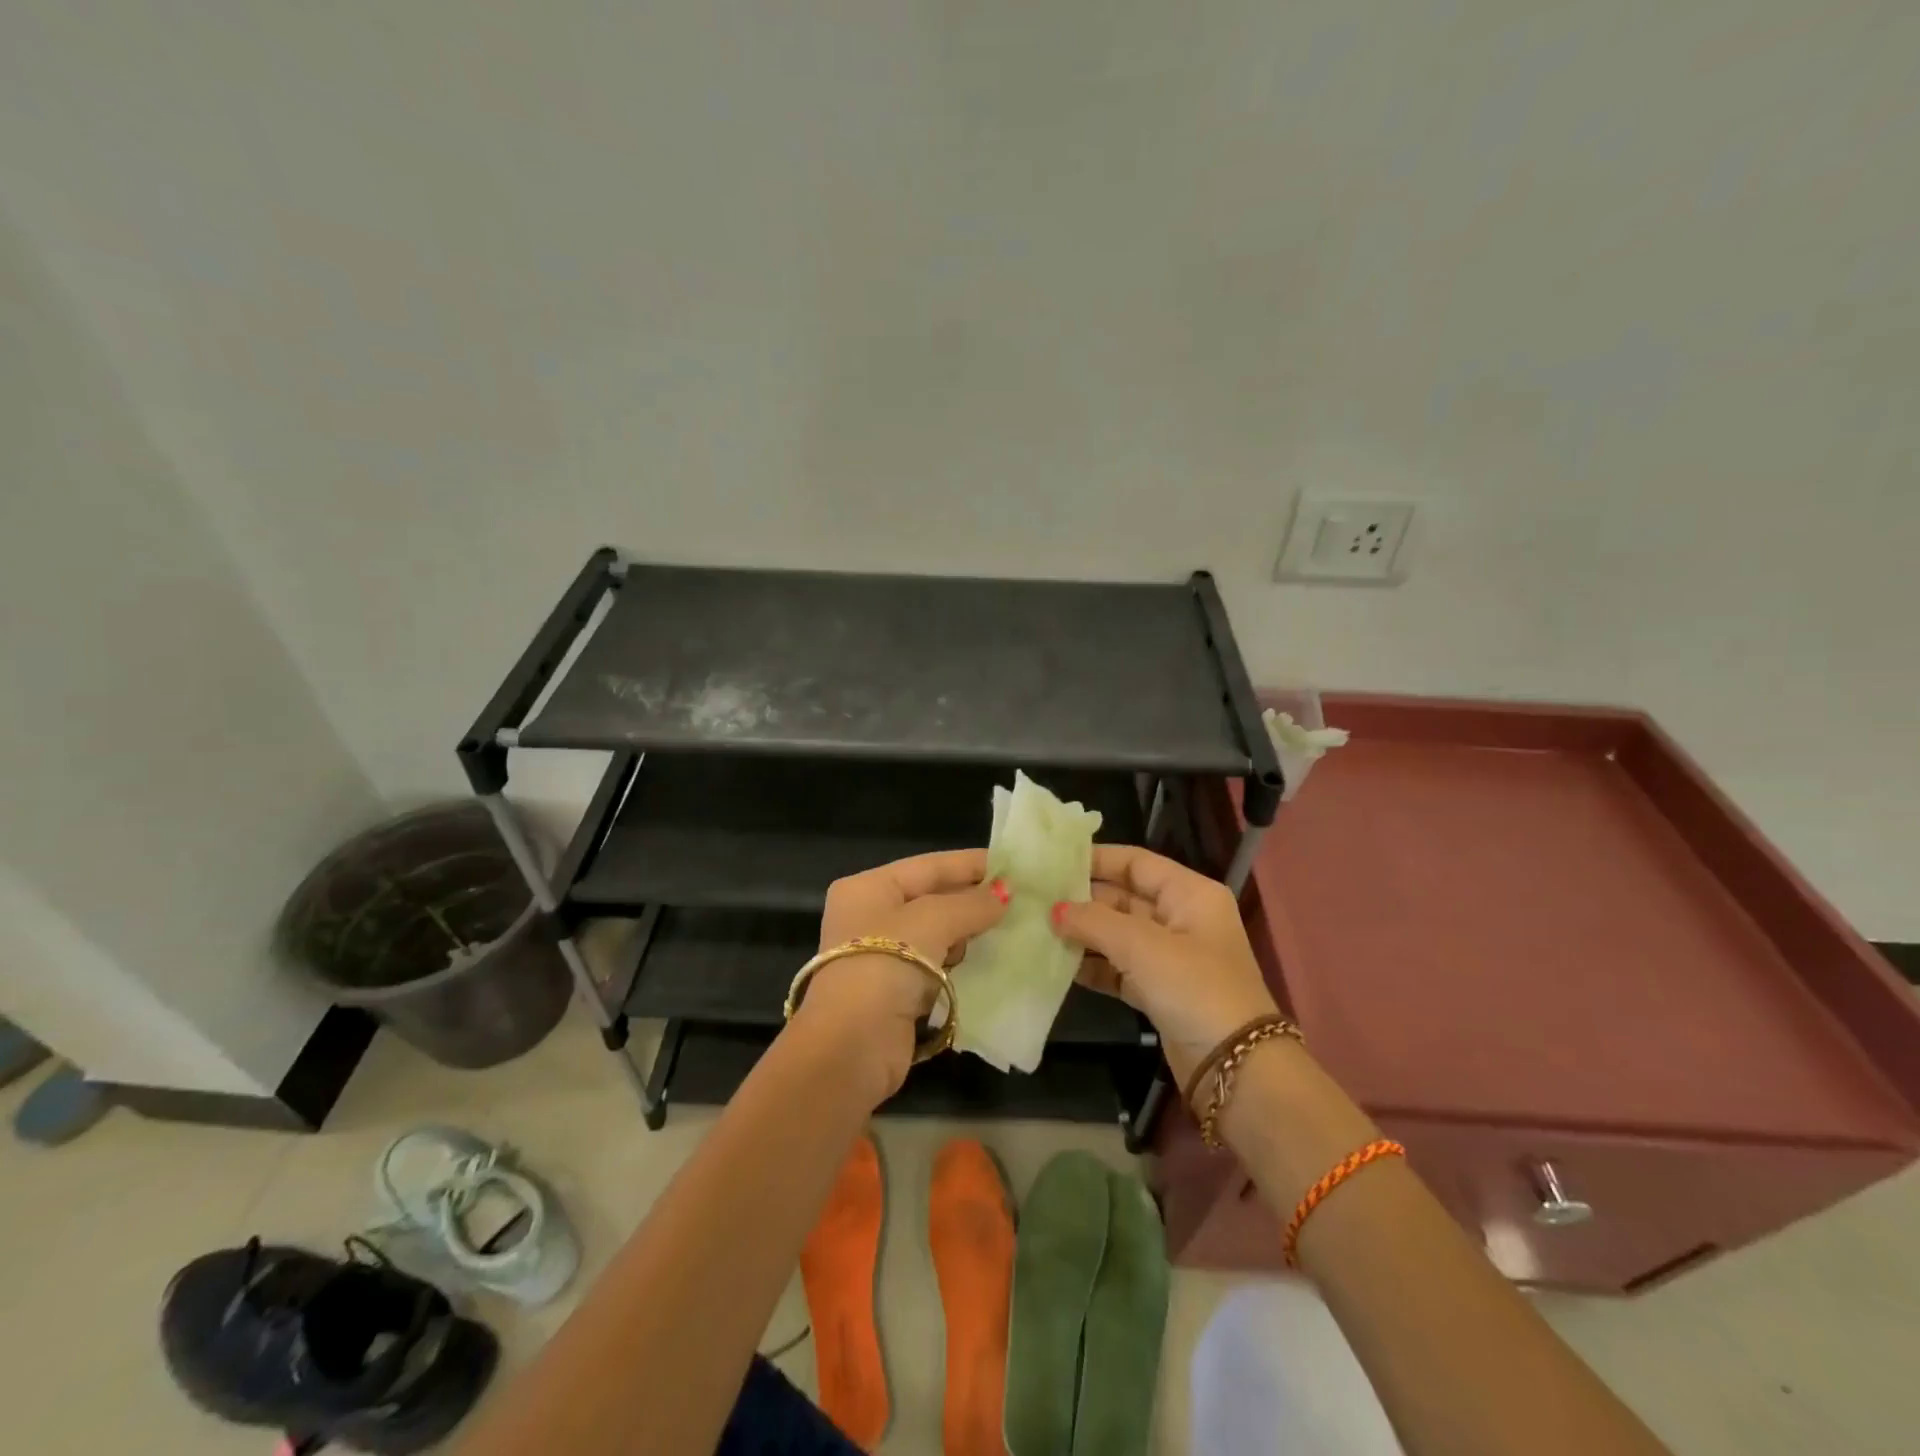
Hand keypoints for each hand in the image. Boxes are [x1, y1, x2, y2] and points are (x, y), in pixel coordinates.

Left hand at [798, 850, 1009, 1100]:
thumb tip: (1005, 893)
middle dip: (972, 899)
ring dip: (968, 933)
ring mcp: (880, 955)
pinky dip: (959, 962)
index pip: (928, 866)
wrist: (851, 1046)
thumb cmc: (885, 964)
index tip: (1012, 865)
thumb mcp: (932, 921)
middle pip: (931, 898)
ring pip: (935, 933)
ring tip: (1012, 927)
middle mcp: (870, 915)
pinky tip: (990, 960)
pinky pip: (935, 964)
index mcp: (868, 888)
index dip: (970, 864)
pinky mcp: (895, 990)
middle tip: (1020, 898)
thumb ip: (971, 904)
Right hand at [1053, 845, 1280, 1095]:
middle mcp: (1181, 918)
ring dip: (1085, 934)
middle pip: (1124, 897)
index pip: (1137, 862)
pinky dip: (1094, 966)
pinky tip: (1060, 965)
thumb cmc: (1194, 987)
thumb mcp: (1142, 946)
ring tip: (1040, 929)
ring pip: (1119, 934)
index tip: (1054, 862)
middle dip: (1084, 900)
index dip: (1097, 859)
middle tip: (1038, 899)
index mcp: (1189, 894)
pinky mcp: (1160, 990)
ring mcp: (1172, 957)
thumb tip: (1054, 910)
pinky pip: (1120, 968)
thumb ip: (1094, 922)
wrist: (1236, 1066)